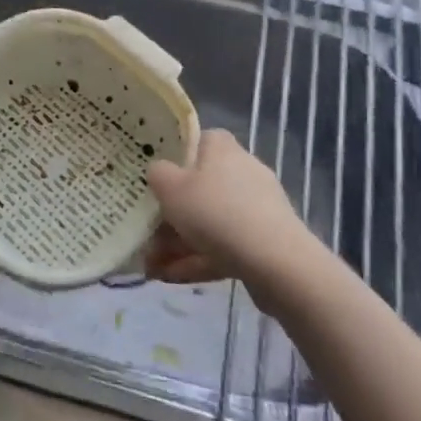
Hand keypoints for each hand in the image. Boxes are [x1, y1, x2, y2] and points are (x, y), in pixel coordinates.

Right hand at [147, 130, 308, 292]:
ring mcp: (256, 206)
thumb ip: (157, 174)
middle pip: (198, 187)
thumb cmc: (214, 211)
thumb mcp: (170, 187)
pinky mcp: (264, 239)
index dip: (170, 159)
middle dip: (169, 215)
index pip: (194, 142)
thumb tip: (158, 171)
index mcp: (221, 147)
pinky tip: (172, 278)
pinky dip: (199, 258)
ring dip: (179, 243)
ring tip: (152, 267)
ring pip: (209, 221)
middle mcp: (241, 170)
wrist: (274, 260)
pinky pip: (224, 245)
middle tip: (145, 236)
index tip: (151, 179)